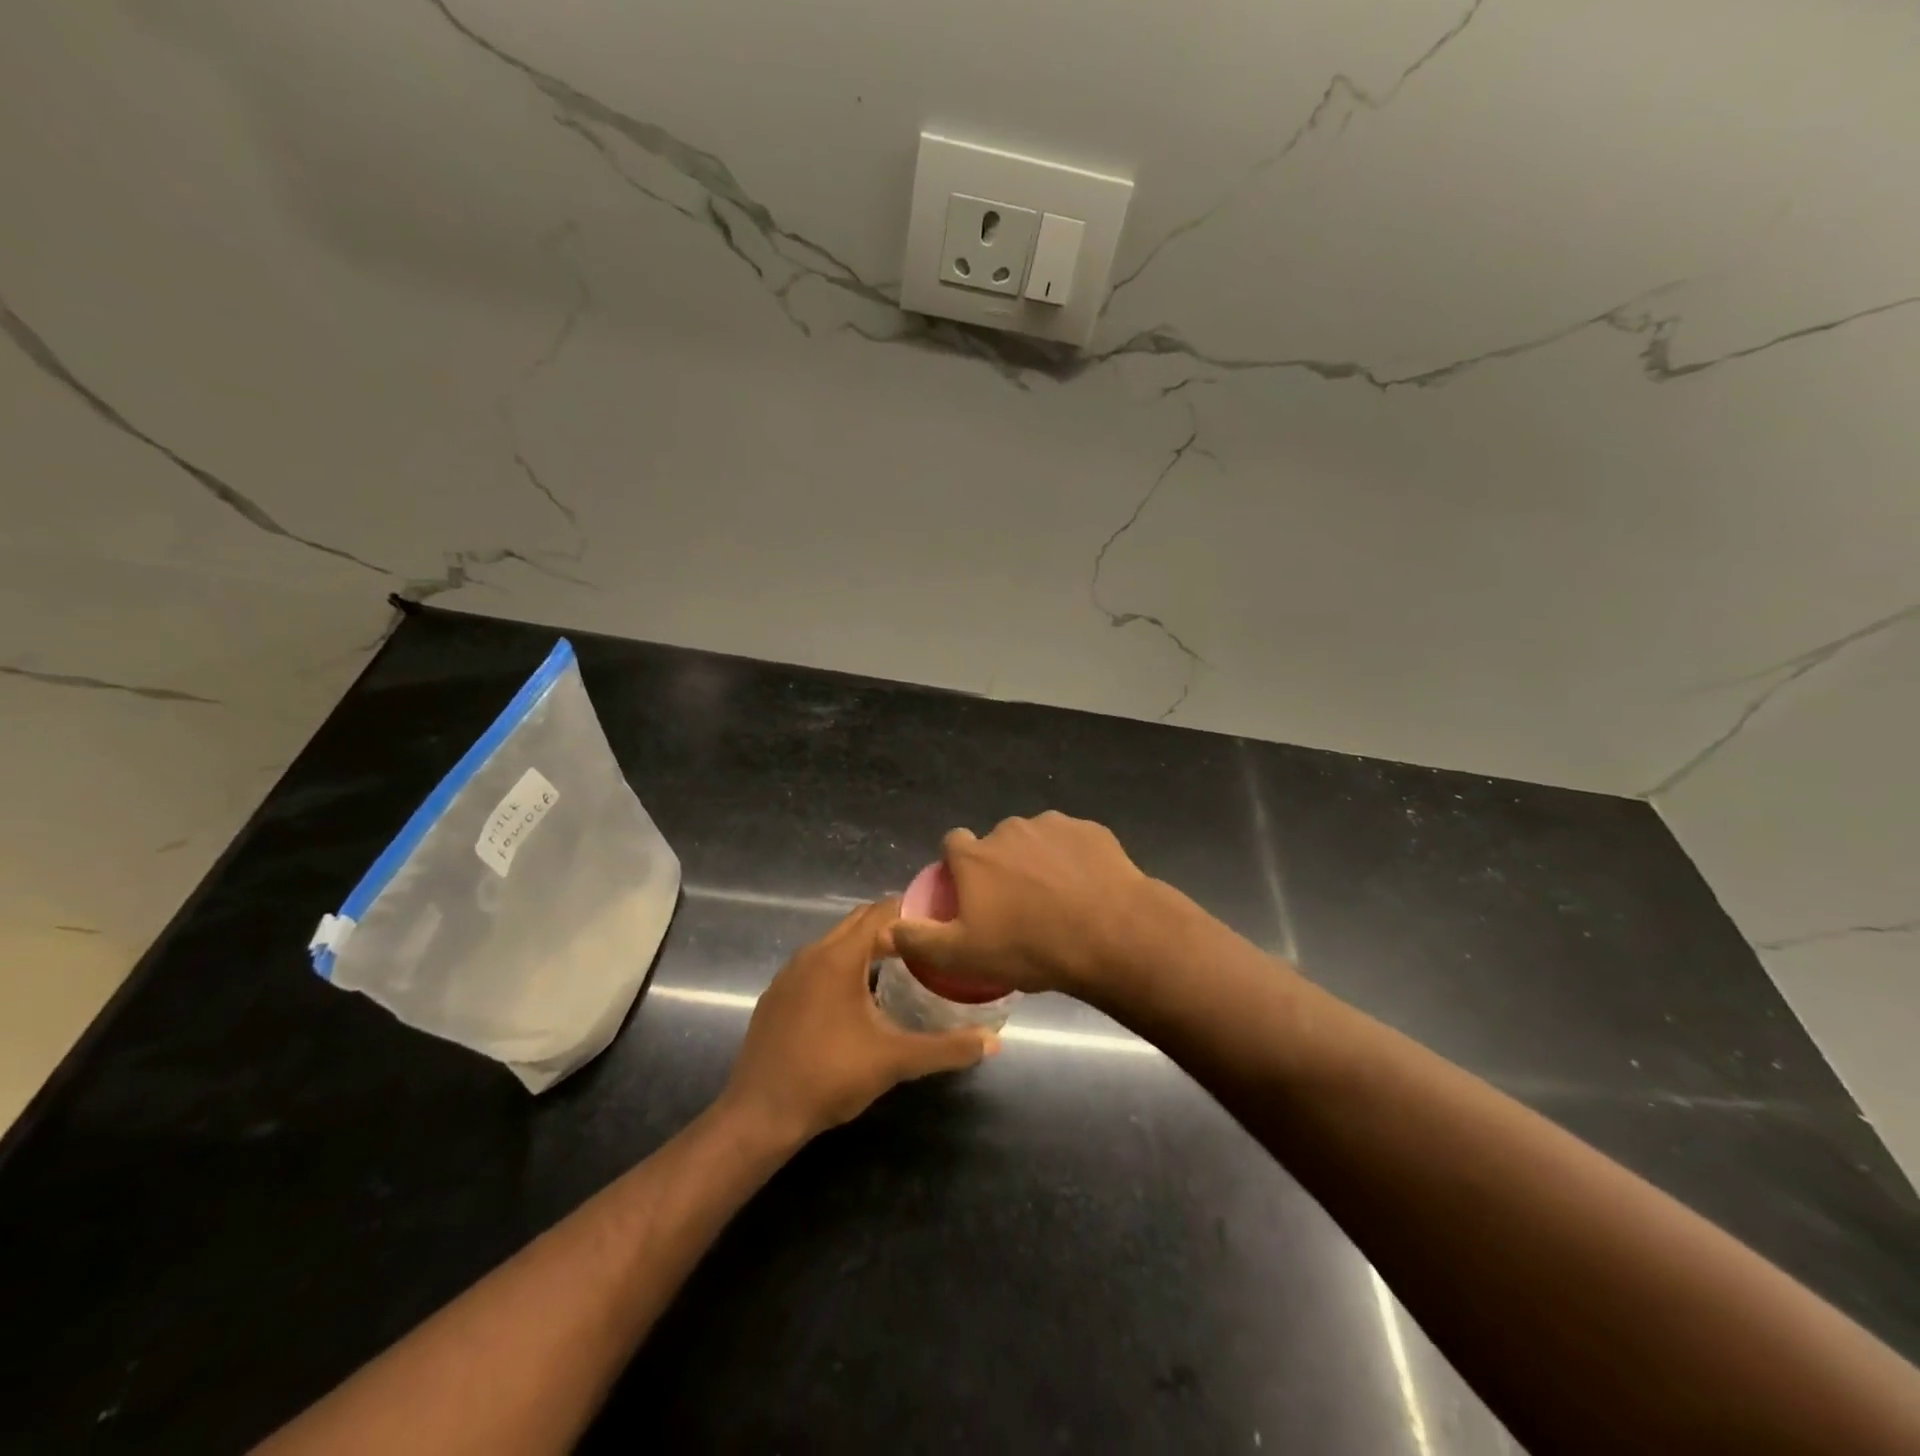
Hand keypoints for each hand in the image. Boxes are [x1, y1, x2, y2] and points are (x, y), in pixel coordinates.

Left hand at [719, 899, 997, 1147]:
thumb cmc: (829, 1077)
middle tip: (929, 943)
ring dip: (866, 946)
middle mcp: (811, 953)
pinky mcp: (776, 995)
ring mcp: (789, 974)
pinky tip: (857, 998)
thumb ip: (947, 1048)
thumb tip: (995, 1042)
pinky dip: (841, 966)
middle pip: (858, 922)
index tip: (943, 920)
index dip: (913, 910)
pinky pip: (816, 964)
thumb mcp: (895, 1061)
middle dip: (893, 927)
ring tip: (901, 965)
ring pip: (835, 943)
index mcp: (839, 957)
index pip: (882, 912)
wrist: (759, 1115)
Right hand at [885, 812, 1157, 997]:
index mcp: (975, 855)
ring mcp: (1053, 825)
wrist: (1111, 935)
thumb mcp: (962, 956)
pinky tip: (1087, 891)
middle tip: (1018, 908)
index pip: (952, 844)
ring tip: (1058, 902)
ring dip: (1038, 862)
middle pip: (996, 845)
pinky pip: (1073, 844)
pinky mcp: (1091, 831)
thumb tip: (887, 929)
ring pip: (1036, 842)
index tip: (971, 896)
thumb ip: (919, 940)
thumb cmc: (1030, 947)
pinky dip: (1074, 861)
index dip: (958, 869)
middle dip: (1002, 868)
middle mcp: (1009, 830)